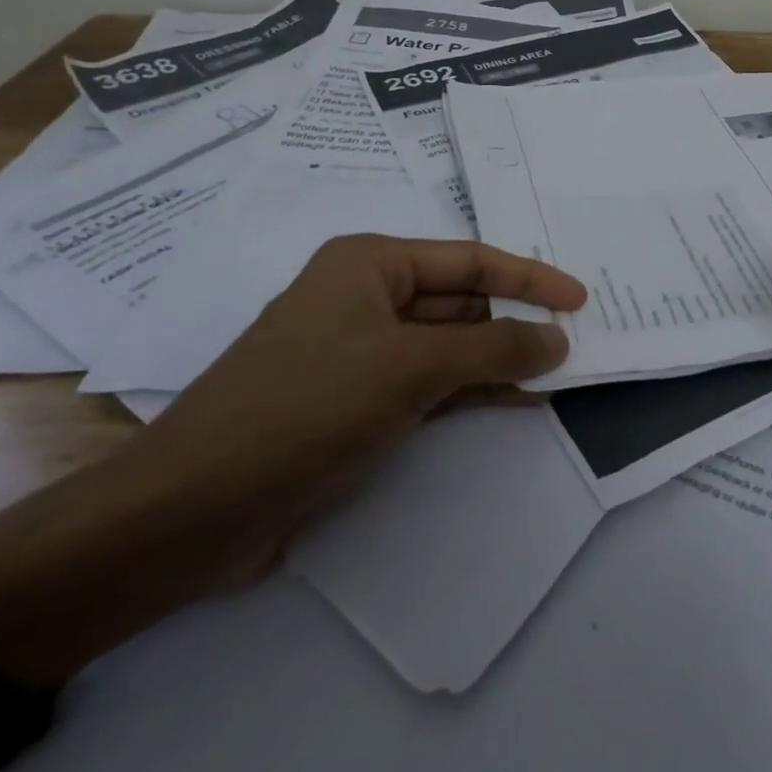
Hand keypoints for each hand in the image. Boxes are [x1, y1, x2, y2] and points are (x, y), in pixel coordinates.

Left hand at [0, 236, 584, 686]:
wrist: (191, 512)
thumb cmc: (306, 407)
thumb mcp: (411, 368)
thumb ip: (494, 348)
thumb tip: (558, 340)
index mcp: (371, 264)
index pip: (471, 259)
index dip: (530, 277)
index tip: (581, 299)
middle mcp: (366, 297)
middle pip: (462, 299)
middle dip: (515, 320)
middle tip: (576, 341)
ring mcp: (361, 353)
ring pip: (450, 345)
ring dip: (499, 358)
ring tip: (558, 373)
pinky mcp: (357, 403)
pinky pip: (432, 384)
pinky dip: (473, 390)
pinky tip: (517, 402)